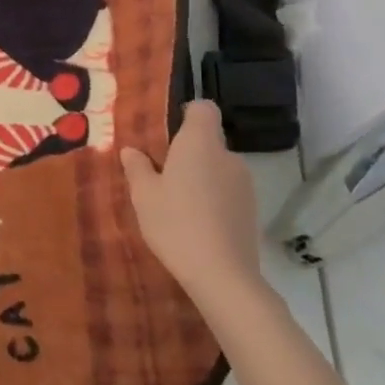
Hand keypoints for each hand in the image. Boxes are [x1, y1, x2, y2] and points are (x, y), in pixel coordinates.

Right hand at [120, 100, 263, 309]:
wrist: (222, 275)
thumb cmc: (175, 223)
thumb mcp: (143, 195)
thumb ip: (137, 167)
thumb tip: (132, 151)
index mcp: (200, 143)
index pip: (203, 108)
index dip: (186, 114)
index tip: (166, 133)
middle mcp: (227, 156)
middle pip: (208, 140)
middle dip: (186, 152)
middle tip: (160, 175)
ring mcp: (244, 183)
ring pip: (216, 167)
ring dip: (199, 177)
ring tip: (176, 203)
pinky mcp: (251, 209)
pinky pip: (226, 190)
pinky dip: (212, 198)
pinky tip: (195, 223)